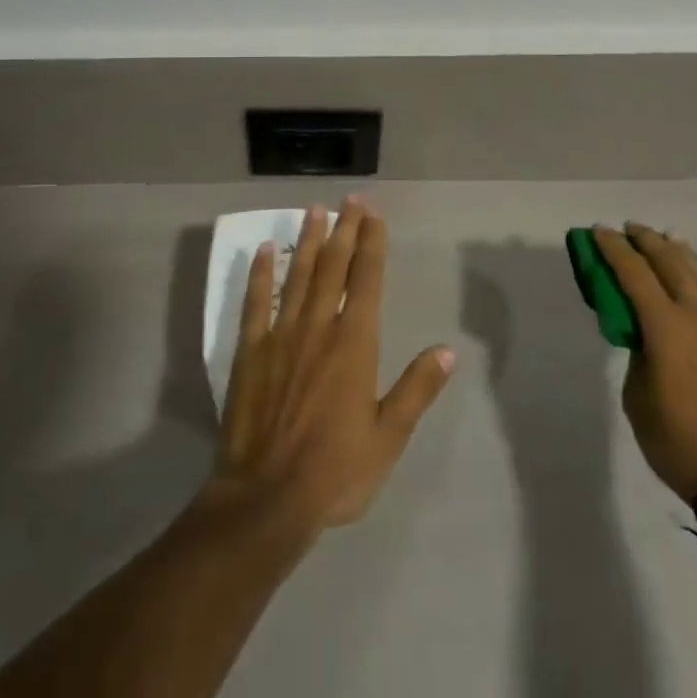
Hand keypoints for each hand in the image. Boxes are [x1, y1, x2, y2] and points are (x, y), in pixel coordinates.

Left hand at [202, 198, 455, 541]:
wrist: (266, 498)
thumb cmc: (335, 471)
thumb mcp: (388, 438)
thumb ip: (416, 390)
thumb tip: (446, 350)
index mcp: (354, 344)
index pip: (366, 280)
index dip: (371, 244)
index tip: (374, 215)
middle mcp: (318, 327)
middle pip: (333, 267)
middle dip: (344, 230)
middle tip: (350, 199)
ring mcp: (281, 335)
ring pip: (297, 275)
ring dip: (307, 240)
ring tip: (314, 210)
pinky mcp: (250, 351)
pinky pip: (256, 302)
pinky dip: (259, 273)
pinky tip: (263, 250)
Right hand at [595, 223, 696, 503]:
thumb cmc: (679, 443)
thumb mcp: (638, 398)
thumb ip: (640, 357)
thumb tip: (647, 340)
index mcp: (666, 327)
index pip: (634, 274)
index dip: (614, 249)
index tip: (600, 230)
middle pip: (672, 264)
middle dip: (648, 241)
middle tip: (631, 227)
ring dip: (681, 254)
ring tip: (669, 237)